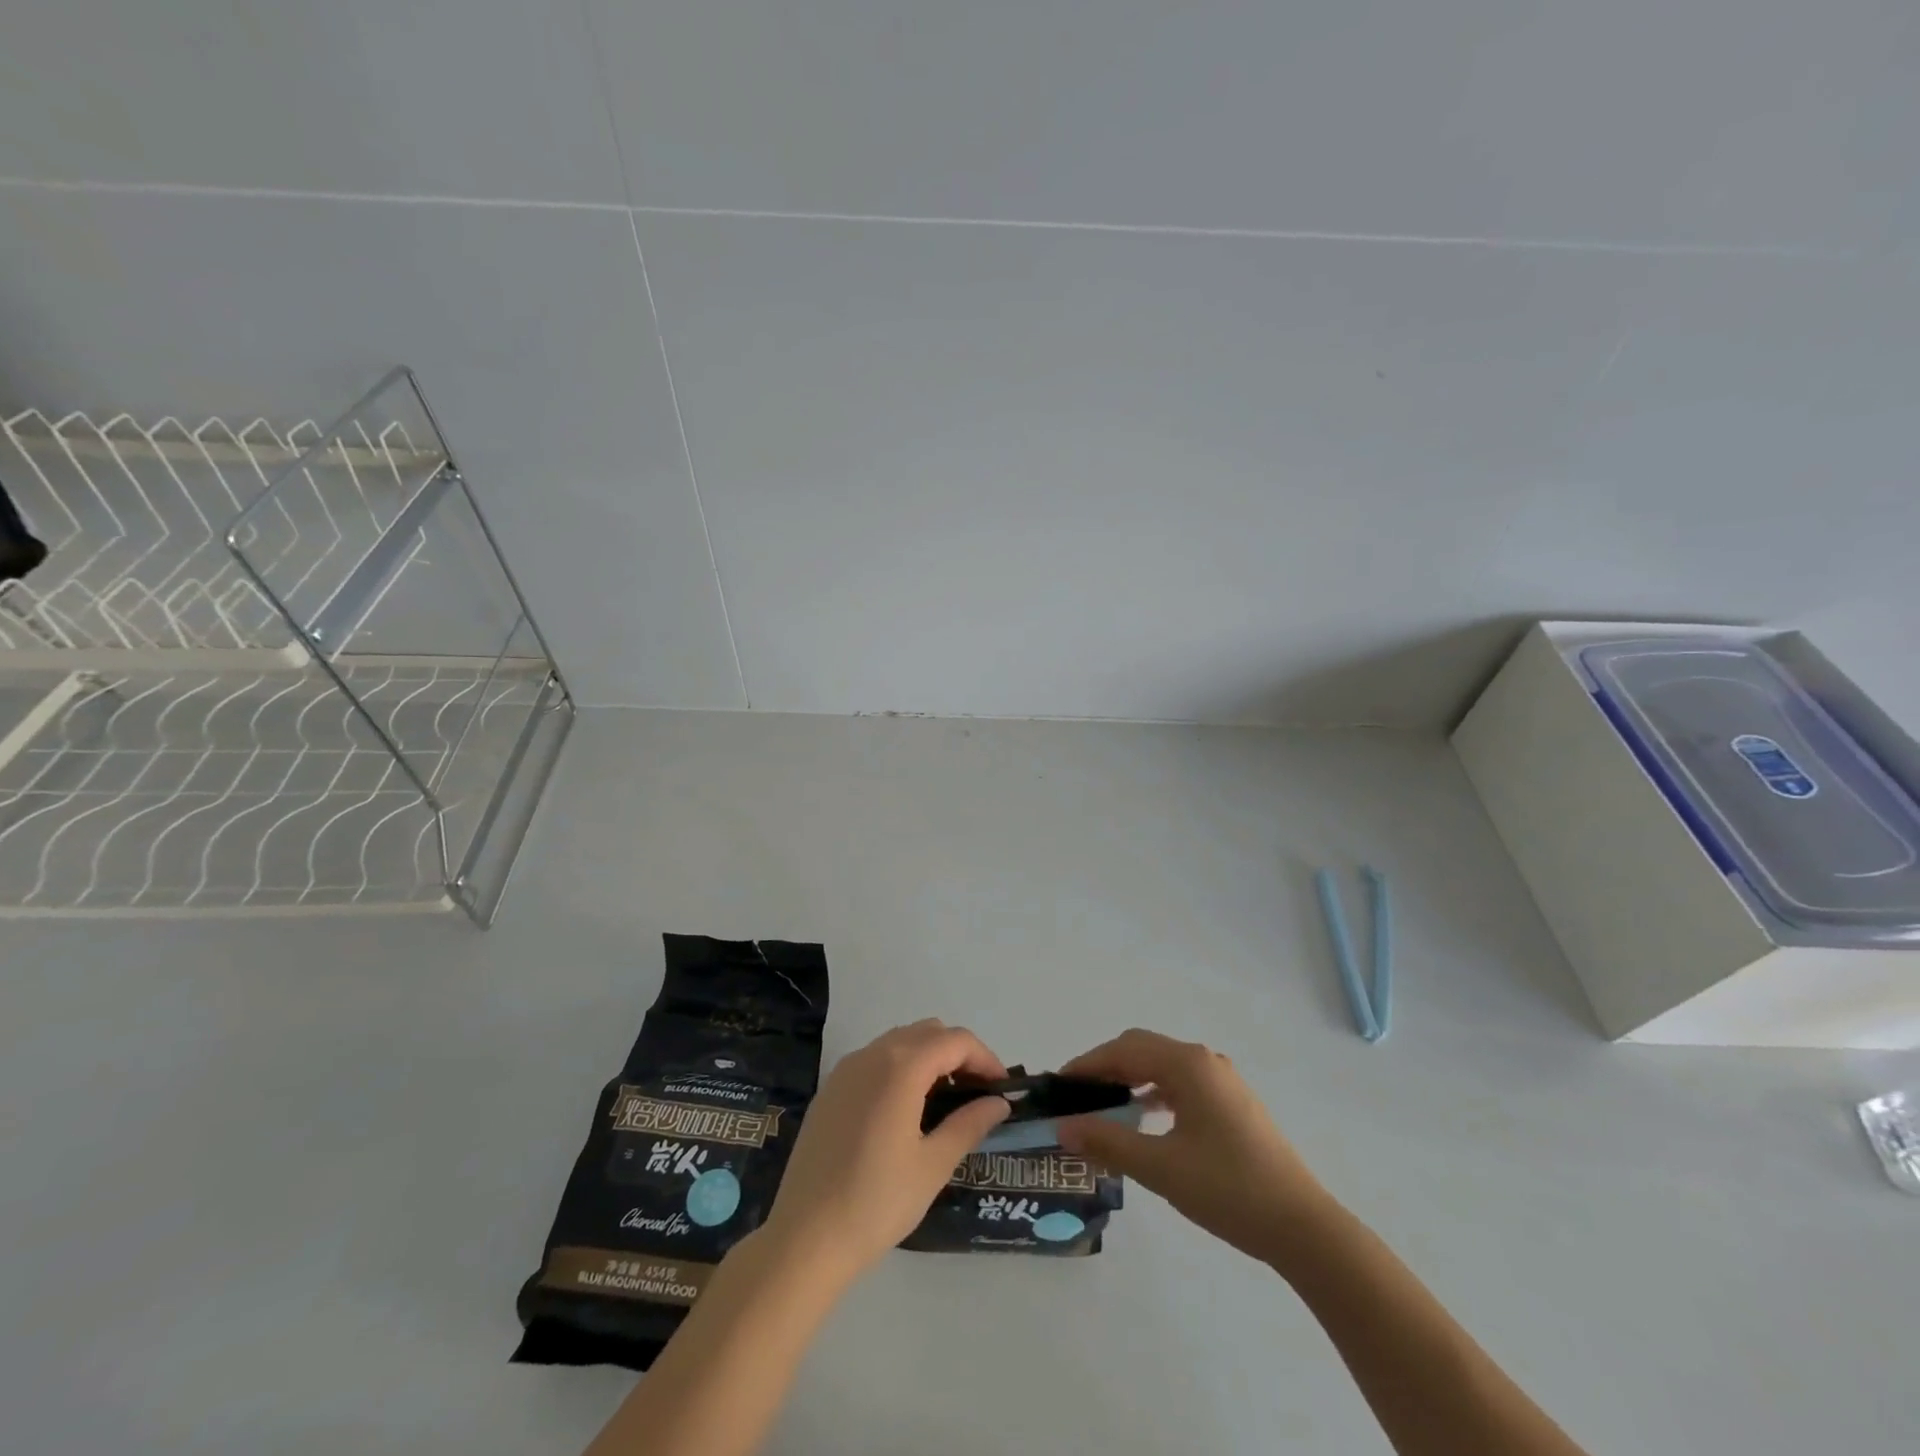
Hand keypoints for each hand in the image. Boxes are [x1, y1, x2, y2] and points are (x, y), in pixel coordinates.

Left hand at [762, 1019, 1010, 1278]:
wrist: (805, 1237)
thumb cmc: (877, 1202)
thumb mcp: (933, 1165)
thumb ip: (969, 1124)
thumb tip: (998, 1103)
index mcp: (901, 1067)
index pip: (956, 1041)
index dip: (985, 1058)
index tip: (1001, 1090)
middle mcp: (872, 1054)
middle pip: (928, 1032)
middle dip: (959, 1054)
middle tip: (977, 1094)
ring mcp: (846, 1068)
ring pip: (900, 1041)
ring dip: (930, 1058)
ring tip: (946, 1102)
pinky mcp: (831, 1088)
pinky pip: (875, 1059)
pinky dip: (901, 1067)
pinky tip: (906, 1110)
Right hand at [1055, 1028, 1333, 1269]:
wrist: (1303, 1228)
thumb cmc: (1227, 1189)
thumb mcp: (1160, 1167)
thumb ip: (1108, 1142)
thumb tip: (1064, 1127)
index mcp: (1187, 1064)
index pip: (1123, 1051)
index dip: (1087, 1065)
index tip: (1058, 1085)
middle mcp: (1205, 1060)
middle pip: (1142, 1049)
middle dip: (1106, 1067)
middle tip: (1077, 1096)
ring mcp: (1223, 1080)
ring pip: (1163, 1065)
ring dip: (1131, 1078)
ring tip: (1105, 1106)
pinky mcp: (1234, 1103)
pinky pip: (1182, 1083)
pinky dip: (1155, 1091)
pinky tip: (1147, 1117)